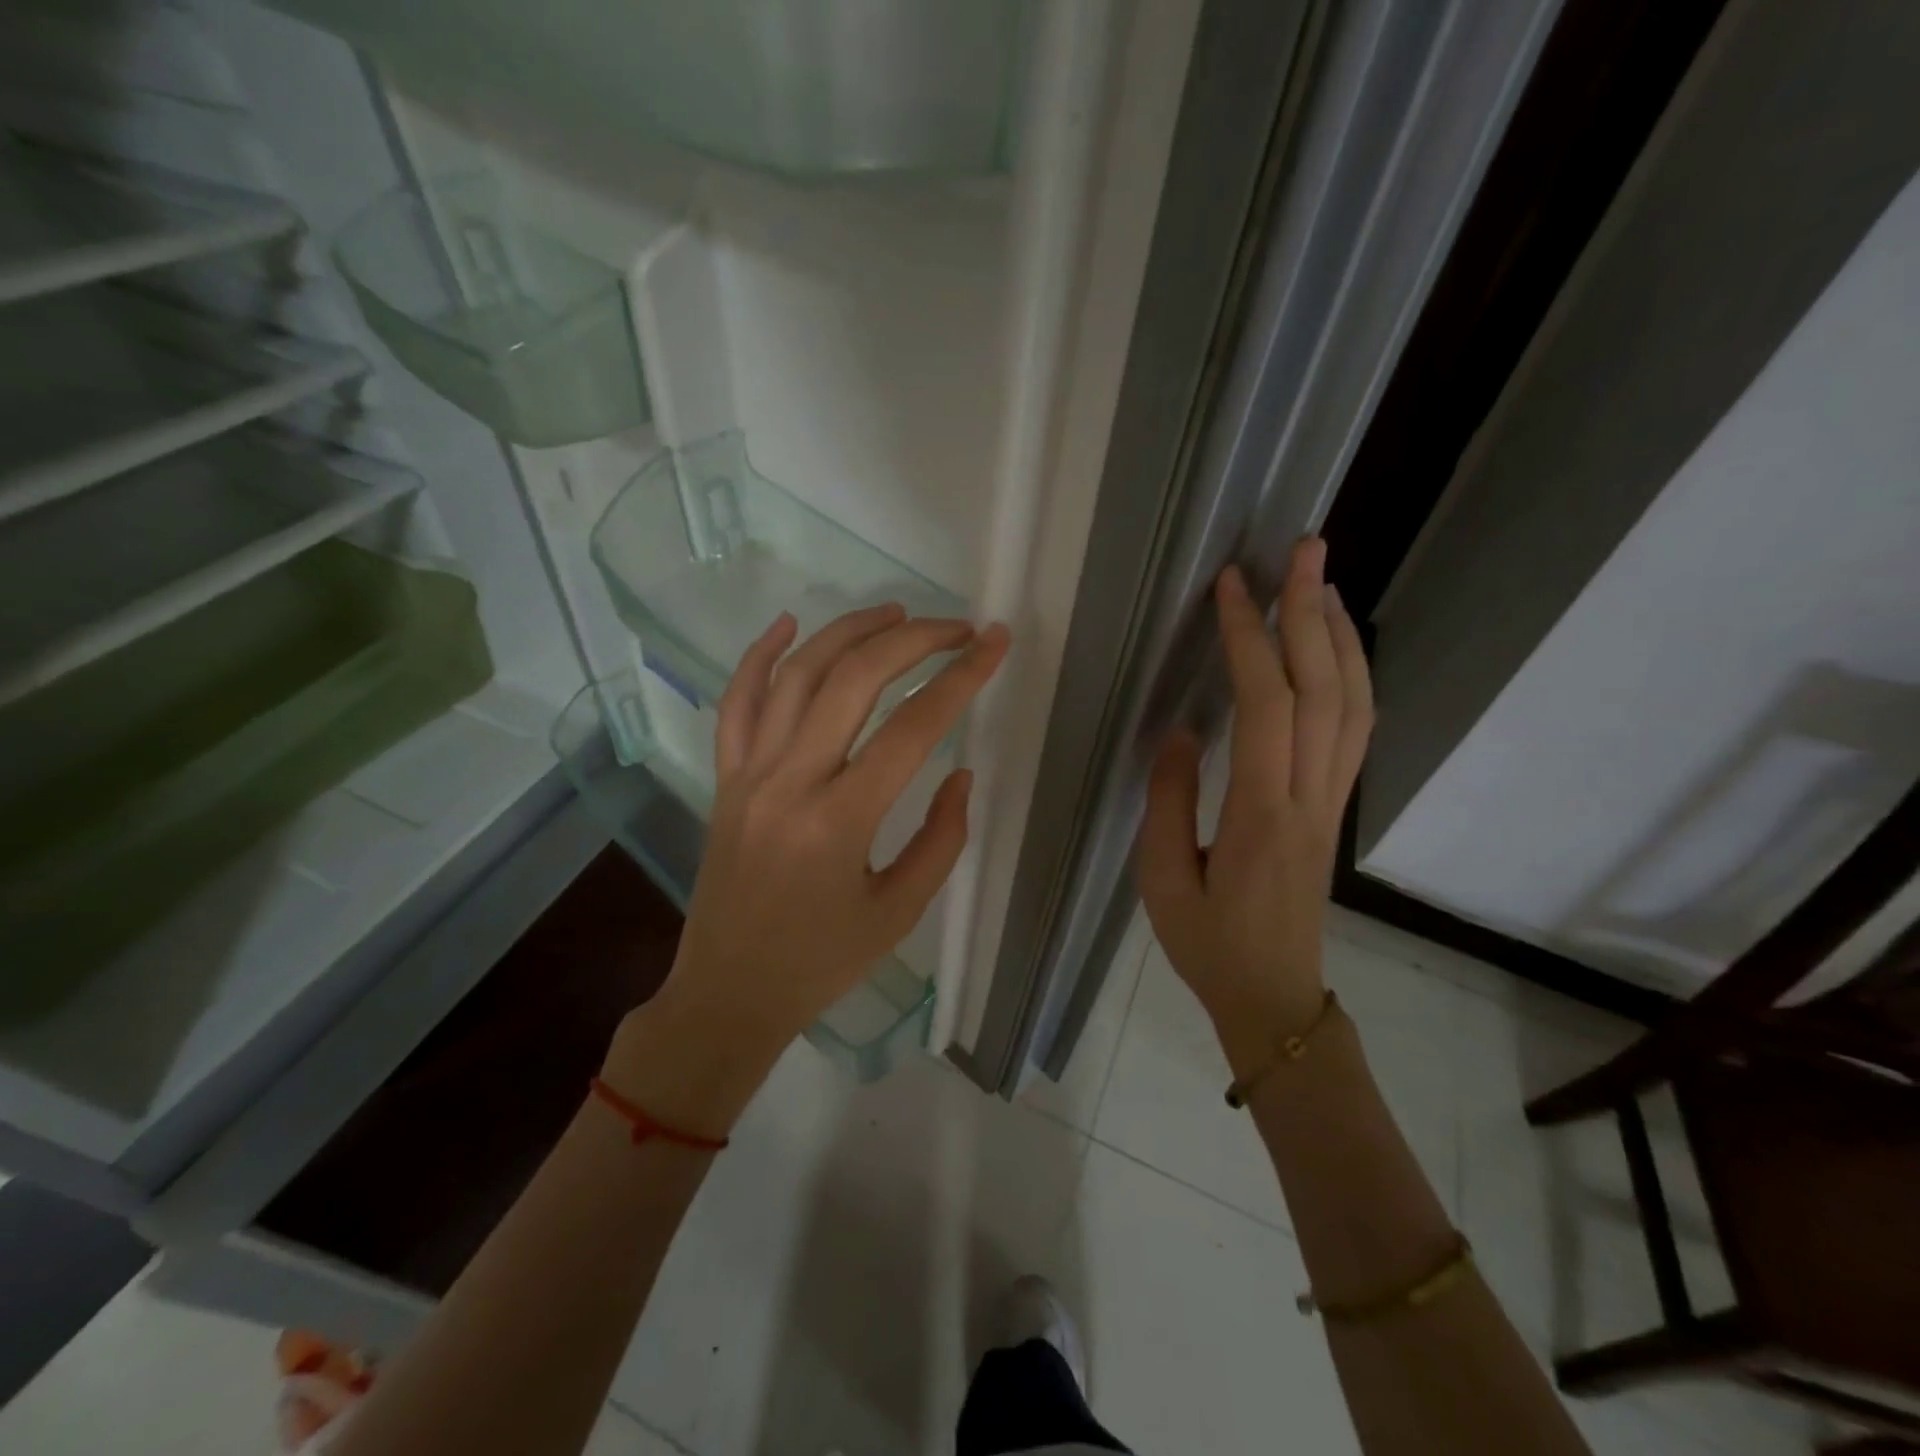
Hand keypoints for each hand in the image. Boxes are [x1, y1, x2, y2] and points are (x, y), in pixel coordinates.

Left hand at [608, 604, 1009, 1129]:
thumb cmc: (821, 962)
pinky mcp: (725, 777)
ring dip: (849, 631)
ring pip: (797, 675)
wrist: (729, 991)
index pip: (912, 728)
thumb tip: (958, 771)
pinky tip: (789, 623)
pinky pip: (736, 702)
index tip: (994, 643)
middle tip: (956, 628)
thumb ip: (941, 838)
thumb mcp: (900, 912)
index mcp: (840, 822)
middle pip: (854, 680)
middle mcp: (790, 782)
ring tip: (896, 612)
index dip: (961, 678)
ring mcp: (749, 773)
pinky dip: (760, 655)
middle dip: (913, 640)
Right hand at [1136, 538, 1372, 1075]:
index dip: (1250, 639)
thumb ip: (1168, 799)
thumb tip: (1182, 729)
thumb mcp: (1161, 878)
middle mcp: (1309, 797)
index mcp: (1260, 814)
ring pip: (1354, 705)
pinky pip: (1356, 729)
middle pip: (1326, 689)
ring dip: (1340, 636)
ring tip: (1321, 582)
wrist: (1274, 998)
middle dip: (1313, 612)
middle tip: (1303, 549)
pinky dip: (1352, 676)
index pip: (1265, 706)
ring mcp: (1331, 802)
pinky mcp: (1334, 808)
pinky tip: (1334, 649)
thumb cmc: (1208, 944)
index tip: (1231, 587)